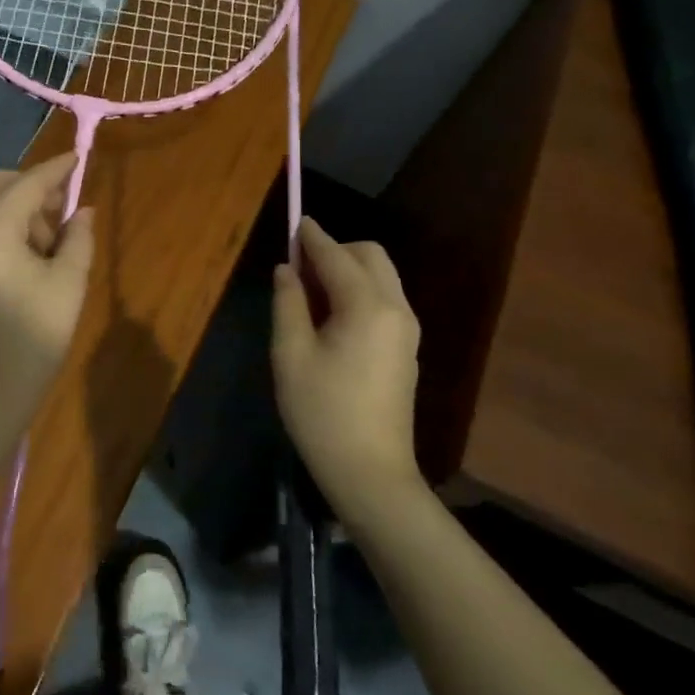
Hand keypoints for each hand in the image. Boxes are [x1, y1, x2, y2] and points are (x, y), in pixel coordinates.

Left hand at [0, 154, 95, 429]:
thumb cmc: (31, 343)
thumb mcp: (67, 288)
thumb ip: (78, 240)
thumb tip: (82, 211)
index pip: (25, 186)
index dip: (55, 170)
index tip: (78, 158)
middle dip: (27, 185)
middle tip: (60, 210)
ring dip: (14, 207)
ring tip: (49, 242)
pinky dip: (1, 226)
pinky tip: (28, 256)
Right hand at [271, 218, 422, 518]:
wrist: (370, 472)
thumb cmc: (322, 413)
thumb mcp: (291, 354)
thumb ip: (288, 303)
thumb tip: (288, 270)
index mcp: (366, 306)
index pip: (336, 255)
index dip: (311, 237)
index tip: (294, 222)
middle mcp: (396, 308)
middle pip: (369, 256)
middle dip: (335, 250)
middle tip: (298, 268)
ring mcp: (407, 329)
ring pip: (380, 277)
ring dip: (347, 270)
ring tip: (310, 294)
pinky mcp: (407, 349)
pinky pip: (383, 300)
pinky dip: (358, 291)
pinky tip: (332, 317)